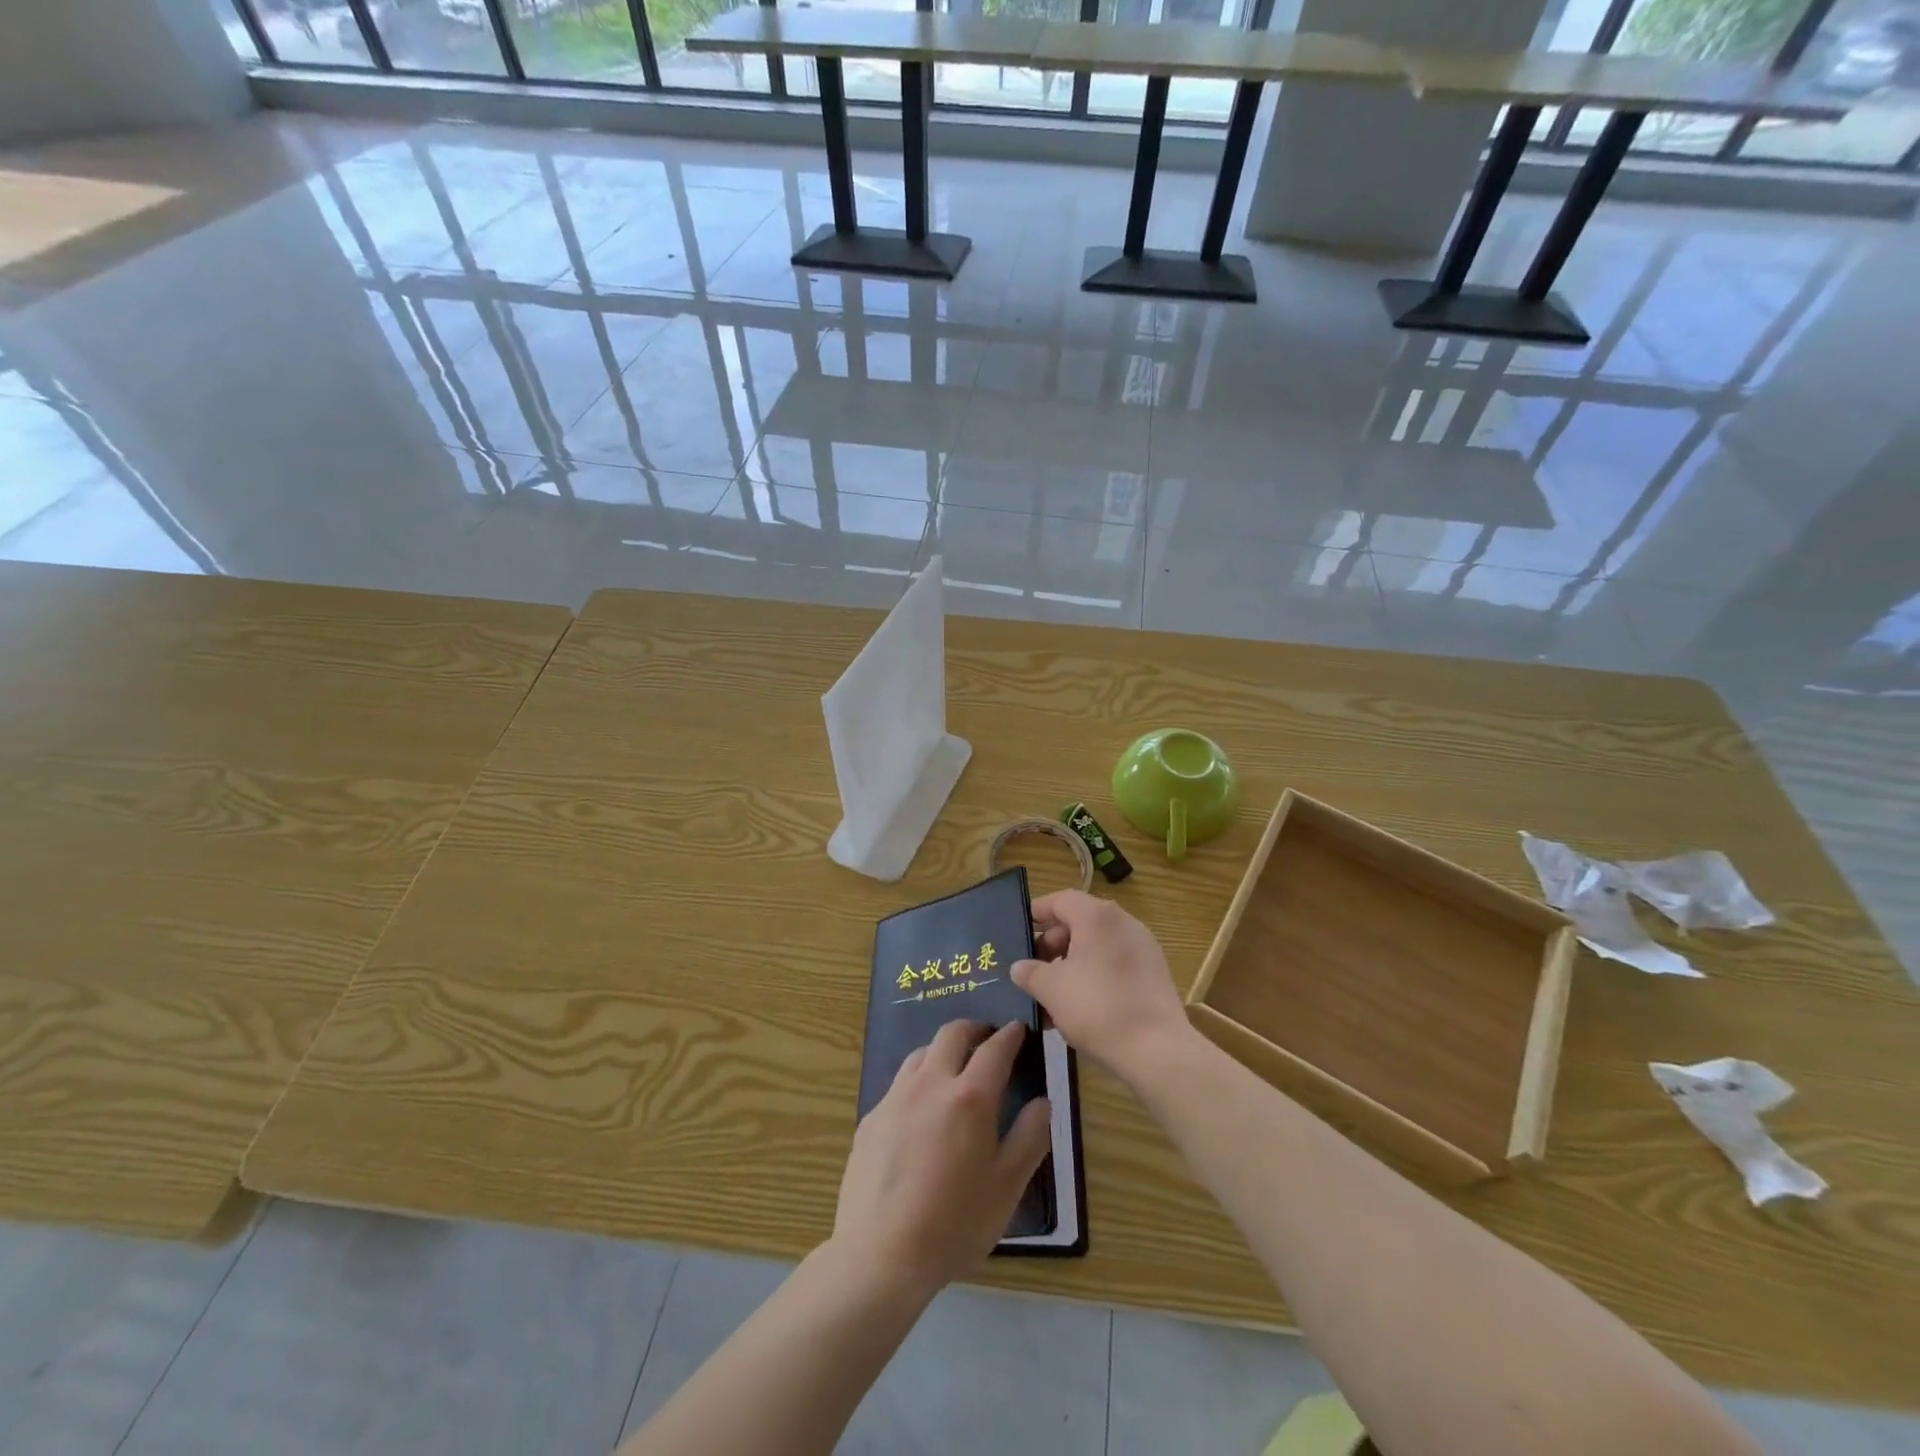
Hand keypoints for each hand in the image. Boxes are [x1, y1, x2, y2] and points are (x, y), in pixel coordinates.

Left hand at [831, 1020, 1051, 1299]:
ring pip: (921, 1053)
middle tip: (988, 1039)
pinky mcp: (871, 1118)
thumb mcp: (1007, 1187)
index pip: (995, 1049)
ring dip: (942, 1050)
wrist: (880, 1254)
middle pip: (952, 1034)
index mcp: (969, 1097)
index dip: (1010, 1035)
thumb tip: (1042, 1103)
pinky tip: (921, 1111)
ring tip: (954, 1069)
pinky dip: (918, 1081)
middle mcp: (930, 1084)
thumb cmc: (954, 1225)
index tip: (1019, 1029)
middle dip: (974, 1029)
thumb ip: (1030, 1138)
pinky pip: (899, 1084)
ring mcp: (895, 1098)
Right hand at [1013, 890, 1191, 1085]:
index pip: (1060, 900)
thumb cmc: (1097, 1007)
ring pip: (1097, 946)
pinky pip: (1115, 963)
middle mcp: (1123, 922)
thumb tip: (1020, 967)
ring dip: (1072, 964)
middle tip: (1034, 970)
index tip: (1020, 932)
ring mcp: (1143, 947)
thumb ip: (1030, 973)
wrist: (1156, 1050)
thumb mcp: (1051, 990)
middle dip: (1053, 944)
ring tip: (1052, 995)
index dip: (1037, 913)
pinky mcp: (1154, 973)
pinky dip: (1094, 975)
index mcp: (1097, 916)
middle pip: (1080, 921)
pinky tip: (1079, 1007)